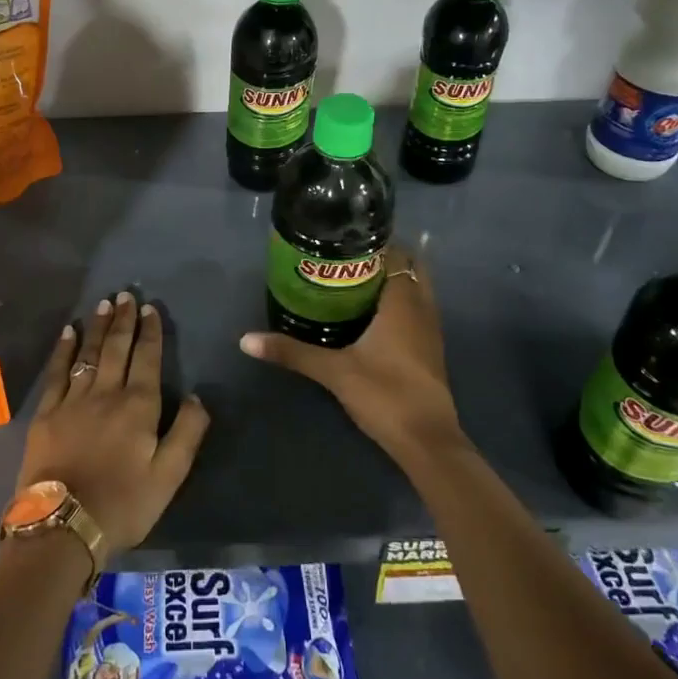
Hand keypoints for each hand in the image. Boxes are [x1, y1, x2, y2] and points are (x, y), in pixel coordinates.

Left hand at [16, 291, 209, 555]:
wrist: (63, 526)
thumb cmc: (123, 504)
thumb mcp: (169, 476)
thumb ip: (187, 433)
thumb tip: (199, 396)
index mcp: (139, 406)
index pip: (148, 358)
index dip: (151, 332)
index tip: (150, 308)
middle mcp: (107, 393)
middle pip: (117, 348)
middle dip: (123, 320)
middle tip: (125, 294)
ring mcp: (73, 400)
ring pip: (89, 354)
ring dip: (97, 326)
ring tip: (103, 303)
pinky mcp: (47, 413)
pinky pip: (57, 372)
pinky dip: (64, 349)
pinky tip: (68, 332)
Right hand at [239, 247, 459, 460]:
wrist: (427, 442)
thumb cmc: (385, 394)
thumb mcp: (334, 371)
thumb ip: (293, 352)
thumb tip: (246, 340)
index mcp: (403, 302)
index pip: (397, 254)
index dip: (376, 242)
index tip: (345, 237)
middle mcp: (422, 308)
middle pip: (411, 267)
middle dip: (384, 258)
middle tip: (346, 258)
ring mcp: (431, 330)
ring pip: (417, 289)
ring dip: (393, 280)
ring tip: (353, 279)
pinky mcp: (430, 350)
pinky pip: (417, 310)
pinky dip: (399, 302)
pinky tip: (370, 314)